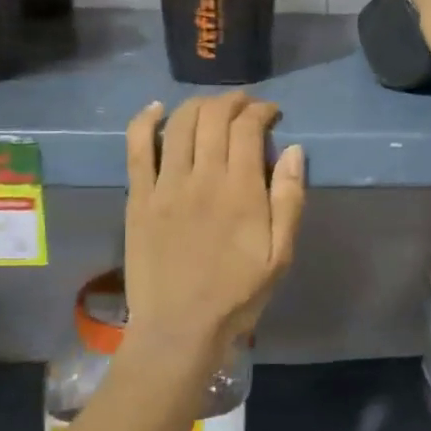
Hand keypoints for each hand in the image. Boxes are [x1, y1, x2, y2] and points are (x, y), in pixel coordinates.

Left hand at [123, 94, 305, 379]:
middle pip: (214, 116)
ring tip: (213, 107)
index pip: (248, 127)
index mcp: (241, 190)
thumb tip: (293, 150)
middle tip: (245, 105)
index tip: (271, 114)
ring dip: (199, 104)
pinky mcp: (138, 198)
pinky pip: (137, 148)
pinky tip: (157, 110)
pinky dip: (146, 121)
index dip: (261, 110)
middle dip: (233, 101)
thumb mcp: (280, 254)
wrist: (179, 329)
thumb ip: (289, 199)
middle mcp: (202, 177)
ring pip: (179, 124)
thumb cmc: (237, 294)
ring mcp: (165, 185)